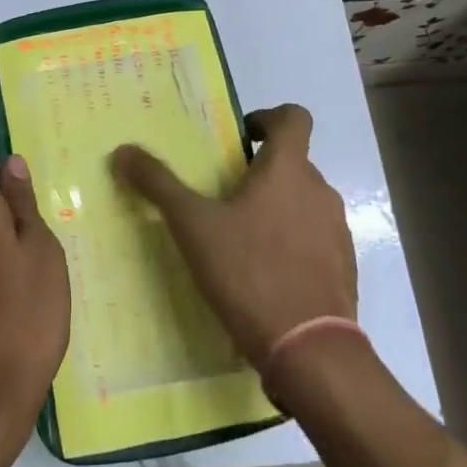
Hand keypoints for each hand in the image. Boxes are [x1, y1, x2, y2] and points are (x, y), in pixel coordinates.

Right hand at [111, 103, 354, 361]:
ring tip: (240, 239)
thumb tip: (123, 151)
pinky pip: (315, 240)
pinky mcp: (344, 268)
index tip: (241, 138)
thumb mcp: (192, 226)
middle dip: (260, 172)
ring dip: (277, 209)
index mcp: (288, 170)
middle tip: (223, 196)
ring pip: (303, 203)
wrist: (309, 349)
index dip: (269, 117)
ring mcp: (337, 232)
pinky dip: (292, 244)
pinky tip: (264, 274)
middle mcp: (320, 192)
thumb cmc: (249, 272)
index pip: (294, 117)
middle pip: (294, 163)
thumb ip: (158, 184)